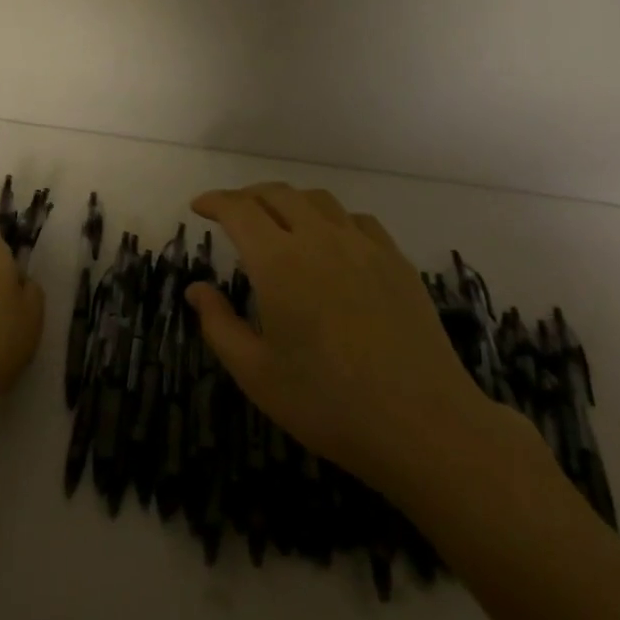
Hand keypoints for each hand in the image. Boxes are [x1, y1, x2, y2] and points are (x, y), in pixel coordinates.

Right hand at [188, 183, 526, 497]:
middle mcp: (318, 238)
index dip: (215, 202)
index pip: (239, 210)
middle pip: (276, 194)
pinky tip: (331, 241)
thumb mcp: (257, 374)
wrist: (423, 425)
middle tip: (232, 214)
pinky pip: (355, 219)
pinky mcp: (395, 260)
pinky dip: (331, 218)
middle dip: (247, 197)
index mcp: (278, 261)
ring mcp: (362, 245)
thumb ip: (219, 325)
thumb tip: (196, 288)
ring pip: (317, 199)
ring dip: (288, 201)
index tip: (199, 207)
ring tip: (278, 221)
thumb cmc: (328, 404)